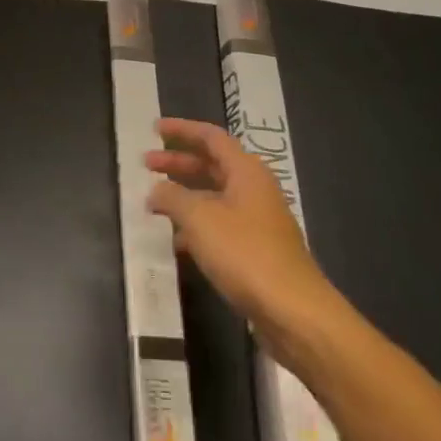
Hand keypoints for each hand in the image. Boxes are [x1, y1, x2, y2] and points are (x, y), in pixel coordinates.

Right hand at [146, 117, 347, 364]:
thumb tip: (156, 189)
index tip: (154, 129)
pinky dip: (197, 225)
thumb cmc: (245, 253)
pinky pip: (221, 225)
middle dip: (178, 163)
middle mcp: (254, 189)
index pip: (211, 137)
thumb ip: (173, 197)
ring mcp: (258, 220)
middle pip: (212, 165)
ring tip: (154, 204)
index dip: (182, 130)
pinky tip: (177, 241)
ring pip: (215, 197)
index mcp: (246, 171)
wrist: (293, 311)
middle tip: (147, 165)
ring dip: (185, 196)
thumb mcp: (200, 219)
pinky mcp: (257, 250)